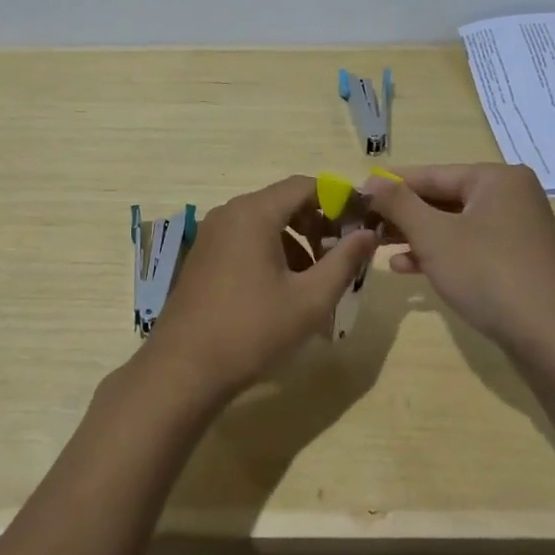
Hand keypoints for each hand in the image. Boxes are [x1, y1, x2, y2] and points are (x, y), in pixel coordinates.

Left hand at [142, 175, 377, 401]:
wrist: (184, 369)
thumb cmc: (253, 330)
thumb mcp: (310, 299)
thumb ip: (344, 261)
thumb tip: (370, 233)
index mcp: (255, 213)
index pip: (306, 186)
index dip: (339, 198)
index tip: (363, 220)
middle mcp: (230, 213)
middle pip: (285, 202)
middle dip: (319, 224)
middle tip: (343, 254)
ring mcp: (212, 234)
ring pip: (266, 223)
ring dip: (298, 242)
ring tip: (319, 279)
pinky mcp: (204, 256)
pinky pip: (247, 240)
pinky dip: (273, 253)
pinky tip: (286, 290)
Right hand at [359, 164, 554, 363]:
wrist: (552, 339)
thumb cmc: (488, 274)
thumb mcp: (434, 236)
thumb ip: (399, 204)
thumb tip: (370, 180)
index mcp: (496, 178)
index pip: (431, 174)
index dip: (390, 185)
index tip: (355, 195)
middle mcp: (511, 196)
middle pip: (443, 198)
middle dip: (403, 215)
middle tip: (364, 225)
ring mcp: (518, 229)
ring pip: (455, 225)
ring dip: (416, 236)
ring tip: (377, 247)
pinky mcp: (518, 260)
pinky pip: (470, 246)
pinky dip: (440, 254)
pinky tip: (407, 268)